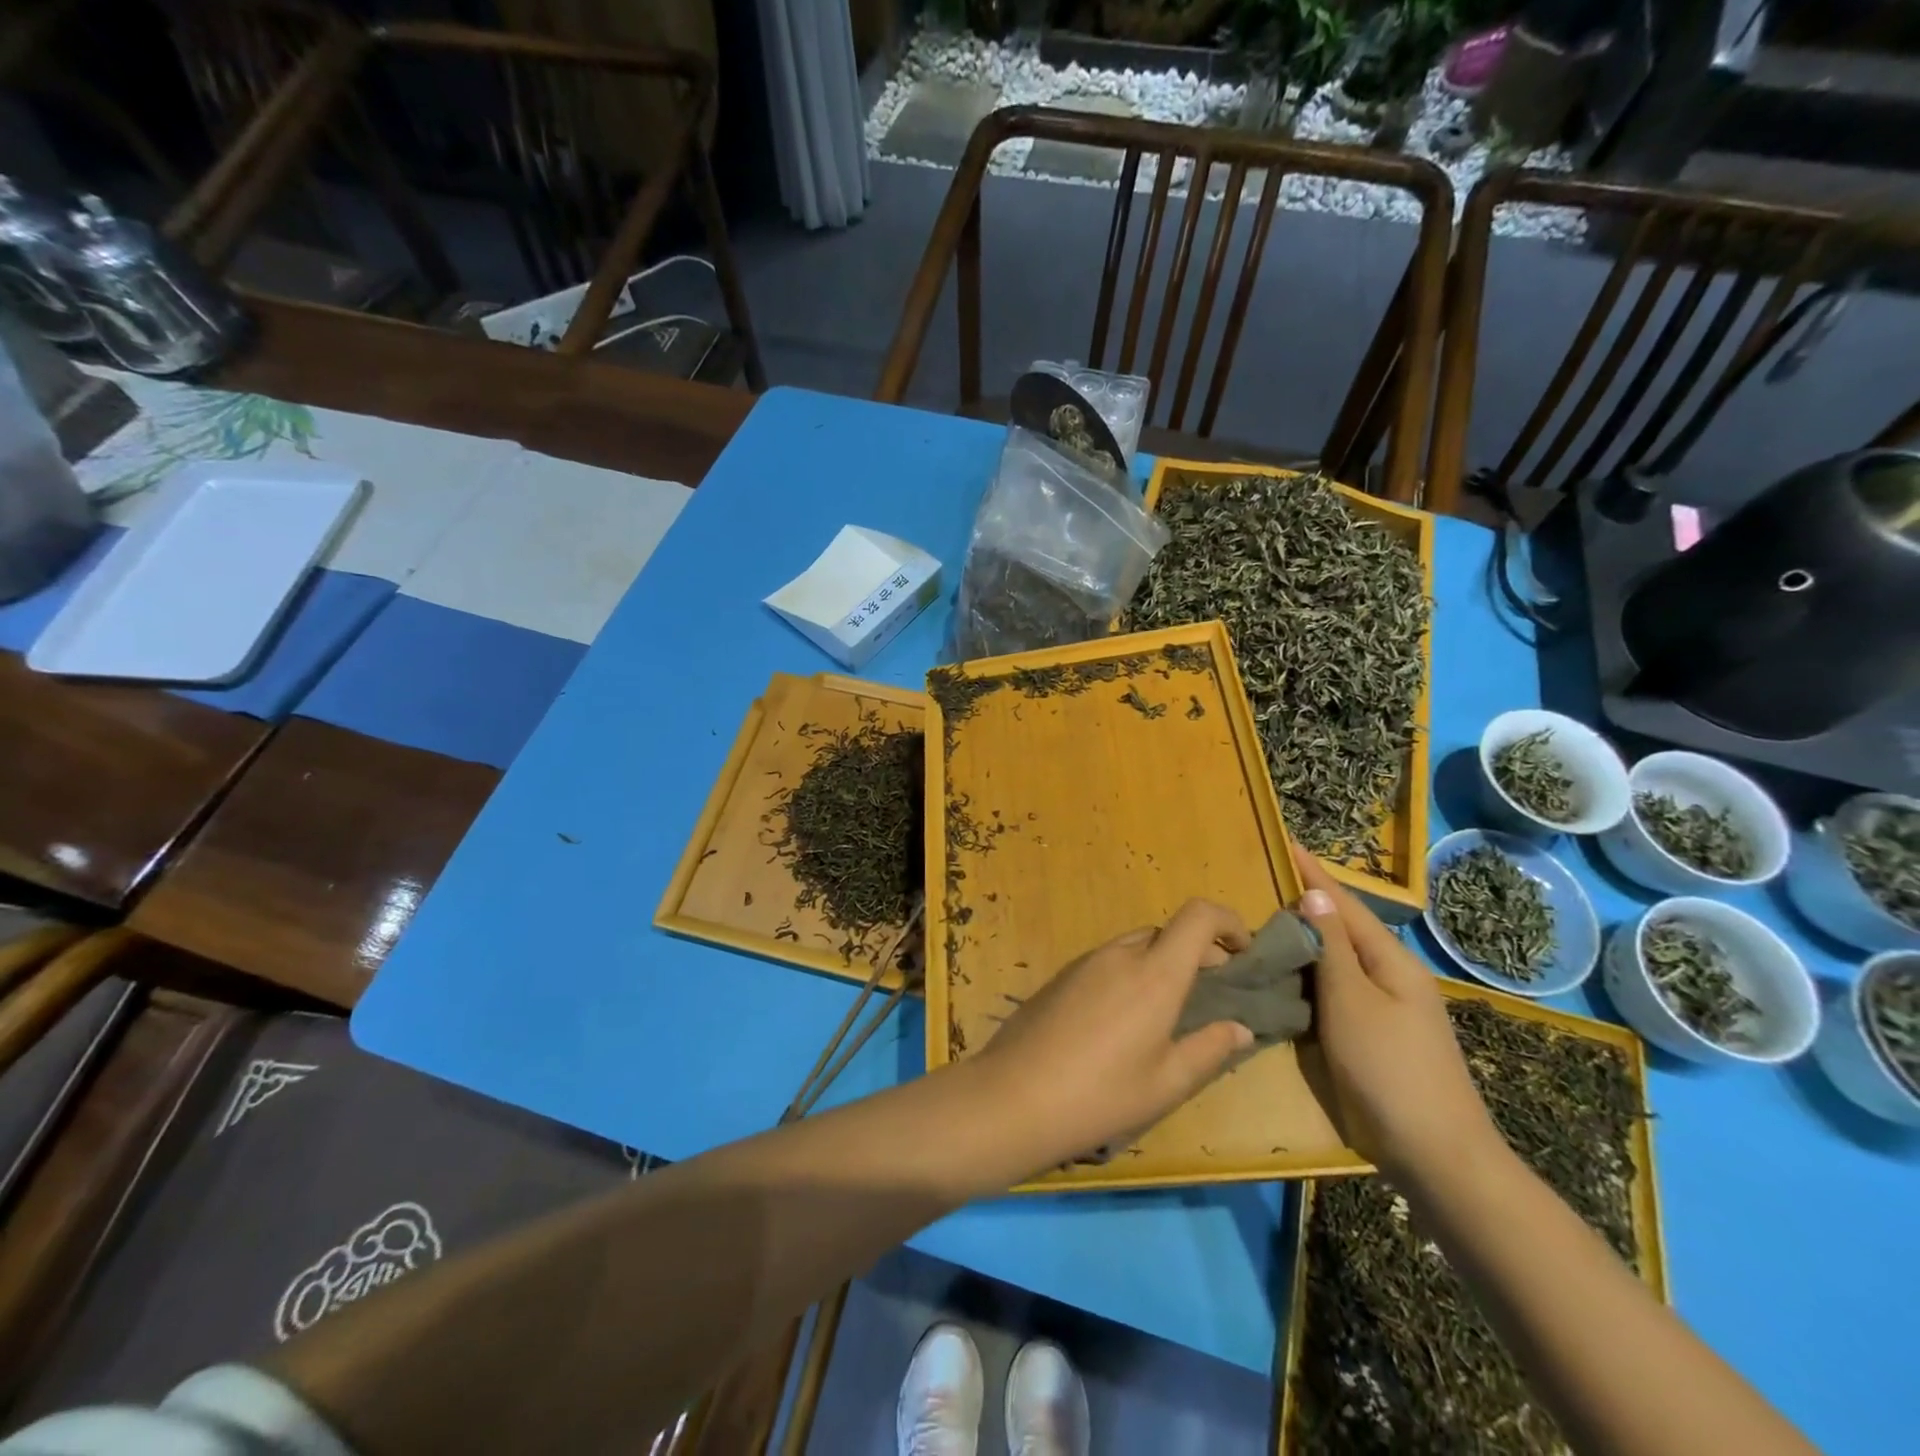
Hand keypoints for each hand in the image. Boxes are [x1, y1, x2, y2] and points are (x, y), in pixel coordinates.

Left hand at [976, 900, 1256, 1166]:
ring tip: (1170, 1009)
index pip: (1197, 916)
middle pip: (1167, 932)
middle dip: (1198, 951)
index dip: (1227, 921)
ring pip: (1135, 946)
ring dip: (1161, 963)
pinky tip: (1124, 1019)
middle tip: (1213, 991)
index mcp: (1154, 974)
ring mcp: (1085, 962)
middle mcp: (1120, 955)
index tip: (1244, 951)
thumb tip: (1240, 1028)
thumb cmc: (1101, 1095)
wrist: (1014, 1096)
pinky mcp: (1061, 977)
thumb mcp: (1166, 1083)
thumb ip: (1208, 1049)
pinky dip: (1131, 974)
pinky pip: (1107, 962)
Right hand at [1292, 848, 1502, 1188]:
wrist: (1437, 1155)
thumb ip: (1331, 948)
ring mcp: (1388, 1008)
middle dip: (1309, 902)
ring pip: (1340, 960)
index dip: (1314, 874)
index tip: (1286, 842)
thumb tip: (1315, 894)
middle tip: (1266, 882)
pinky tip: (1290, 974)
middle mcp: (1393, 977)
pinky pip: (1339, 989)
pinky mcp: (1377, 1034)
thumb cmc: (1390, 1070)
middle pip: (1344, 929)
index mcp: (1391, 962)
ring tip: (1269, 920)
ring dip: (1308, 938)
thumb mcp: (1351, 1002)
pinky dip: (1312, 974)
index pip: (1344, 904)